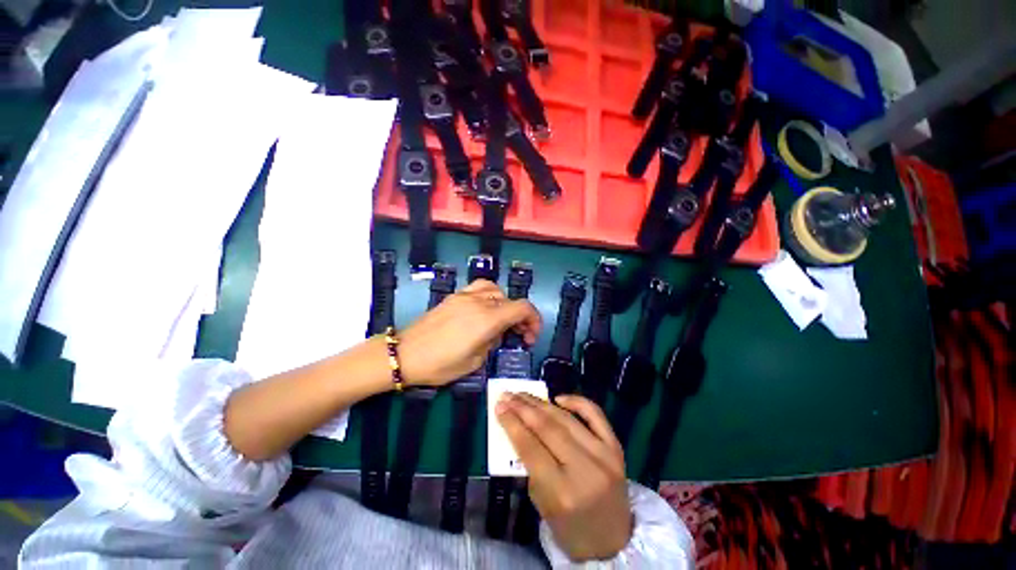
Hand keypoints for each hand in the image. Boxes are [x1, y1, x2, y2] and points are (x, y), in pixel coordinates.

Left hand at [397, 279, 541, 386]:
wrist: (405, 354)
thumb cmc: (440, 365)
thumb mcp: (474, 361)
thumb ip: (492, 342)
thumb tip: (496, 333)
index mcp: (487, 319)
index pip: (522, 308)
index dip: (534, 320)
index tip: (530, 337)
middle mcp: (479, 302)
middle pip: (511, 300)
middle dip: (520, 317)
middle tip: (518, 335)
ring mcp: (465, 296)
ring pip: (496, 290)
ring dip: (505, 304)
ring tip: (501, 319)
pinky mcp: (454, 296)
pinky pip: (479, 288)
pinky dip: (489, 295)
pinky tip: (483, 310)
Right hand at [496, 393, 632, 560]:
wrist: (613, 541)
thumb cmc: (570, 528)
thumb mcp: (541, 504)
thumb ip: (530, 465)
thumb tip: (518, 425)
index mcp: (562, 493)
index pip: (530, 448)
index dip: (512, 424)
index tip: (499, 406)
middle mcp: (585, 470)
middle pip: (547, 429)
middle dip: (523, 408)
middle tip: (508, 394)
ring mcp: (604, 456)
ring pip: (566, 419)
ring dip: (541, 403)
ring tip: (524, 394)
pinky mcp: (616, 447)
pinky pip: (595, 414)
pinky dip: (576, 401)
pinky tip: (557, 398)